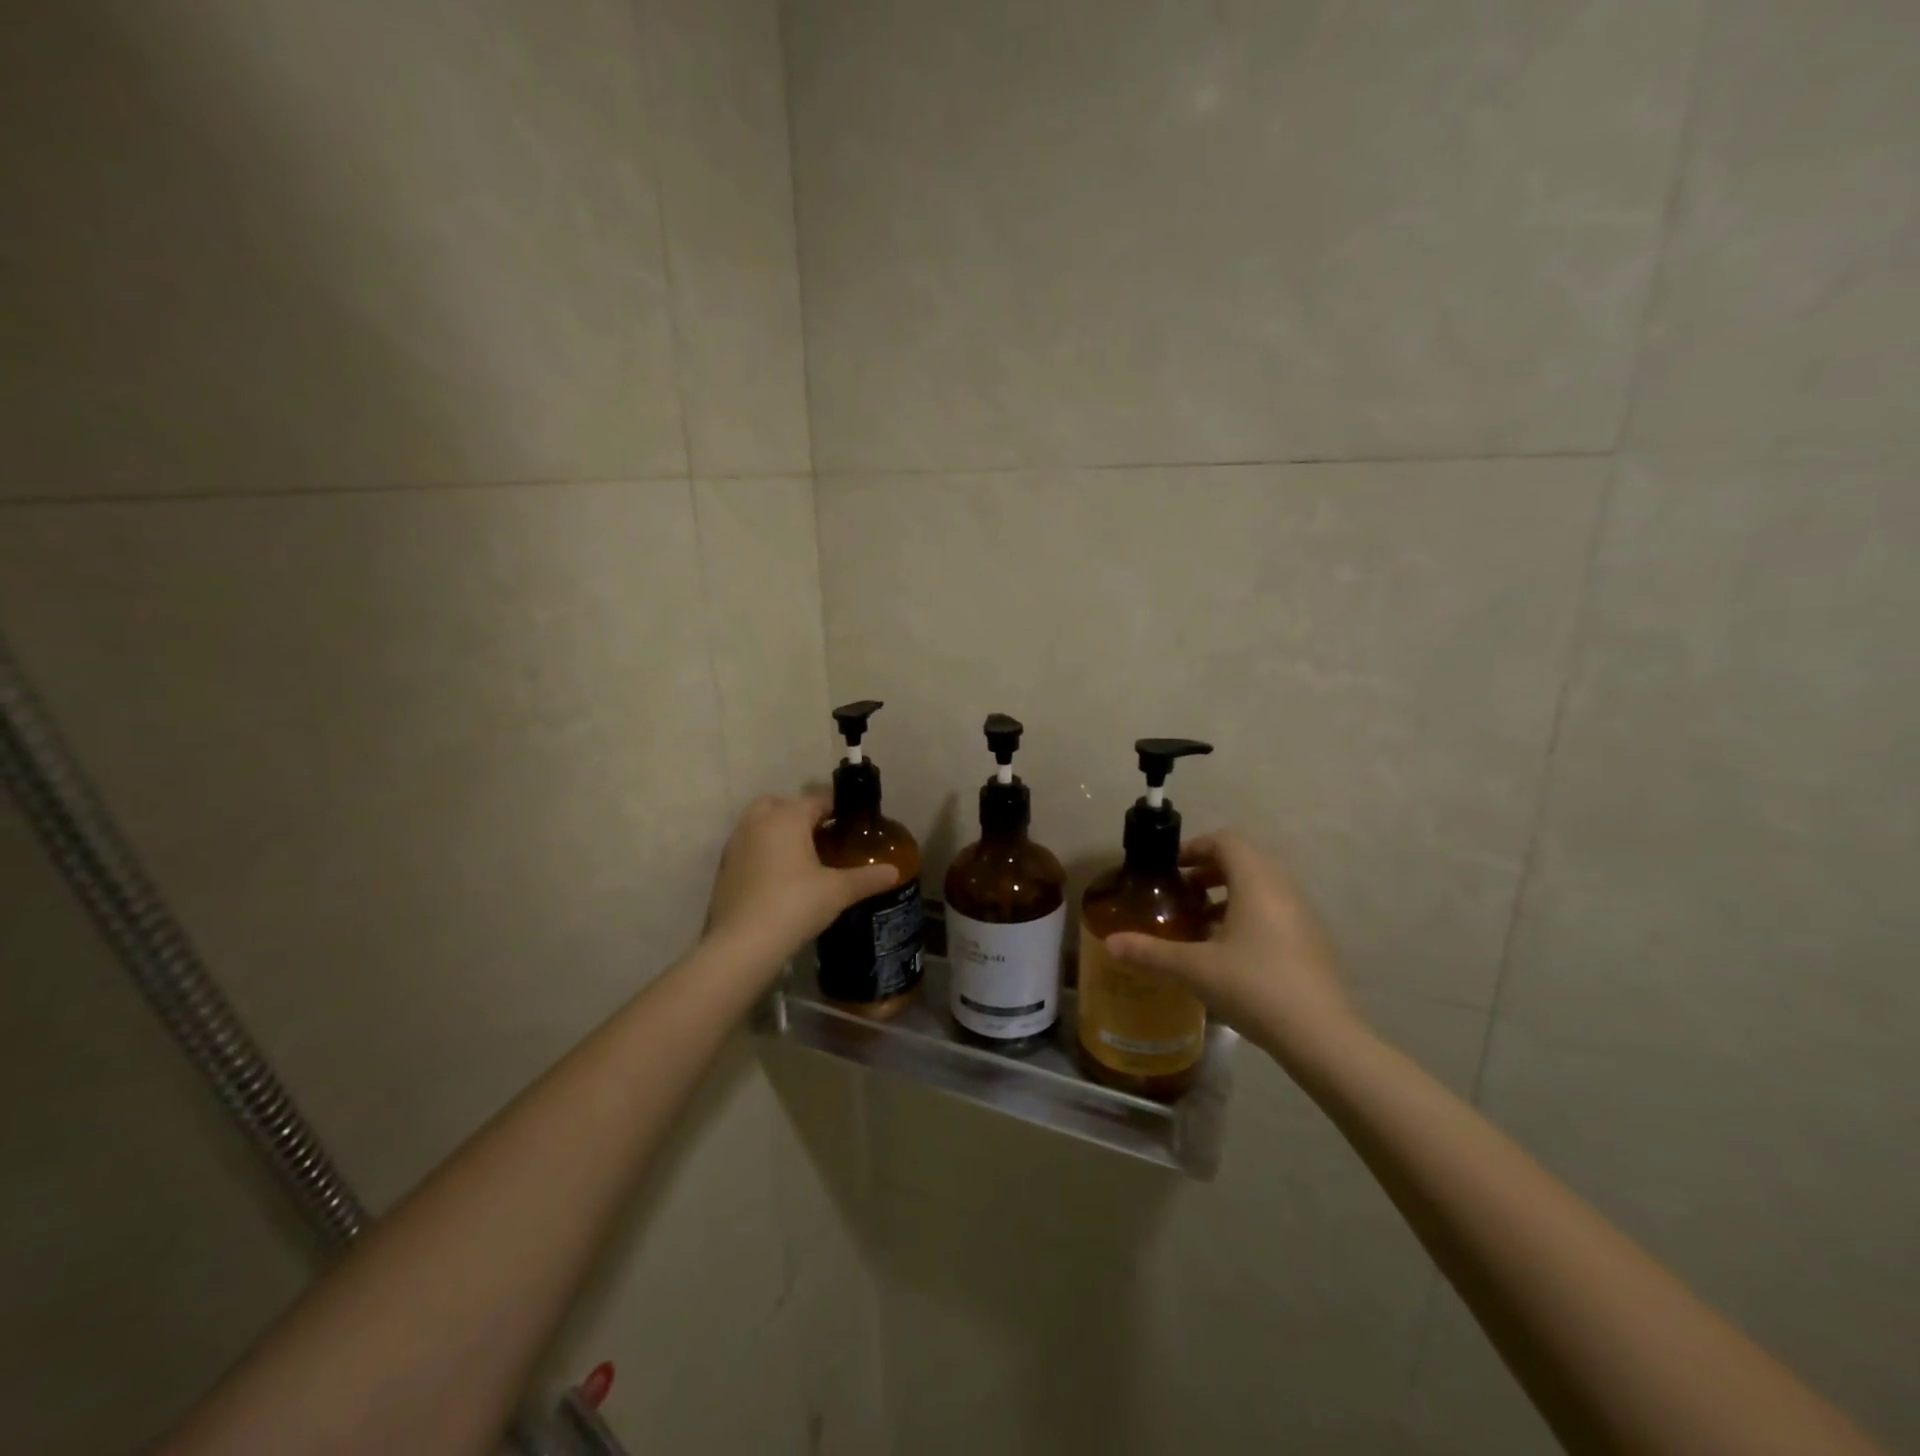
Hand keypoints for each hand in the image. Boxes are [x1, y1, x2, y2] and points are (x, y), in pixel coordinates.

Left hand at [704, 794, 899, 965]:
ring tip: (803, 858)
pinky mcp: (725, 867)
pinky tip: (780, 878)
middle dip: (802, 814)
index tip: (854, 821)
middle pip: (783, 804)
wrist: (741, 945)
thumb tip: (894, 871)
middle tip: (824, 837)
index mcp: (787, 817)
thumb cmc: (794, 906)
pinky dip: (764, 852)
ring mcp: (736, 843)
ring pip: (761, 824)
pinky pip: (749, 846)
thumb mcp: (838, 891)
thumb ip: (867, 878)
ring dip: (780, 832)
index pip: (818, 798)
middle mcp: (758, 821)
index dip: (838, 806)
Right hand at [1105, 832, 1360, 1065]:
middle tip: (1180, 894)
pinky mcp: (1311, 942)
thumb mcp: (1194, 969)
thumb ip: (1150, 952)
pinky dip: (1247, 916)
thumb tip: (1110, 942)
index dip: (1195, 847)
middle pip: (1243, 861)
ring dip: (1227, 895)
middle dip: (1208, 872)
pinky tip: (1227, 953)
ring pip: (1260, 888)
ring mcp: (1302, 916)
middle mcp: (1283, 889)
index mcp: (1256, 882)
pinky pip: (1274, 912)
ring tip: (1198, 924)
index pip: (1226, 841)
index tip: (1171, 869)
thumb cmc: (1254, 987)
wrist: (1322, 1037)